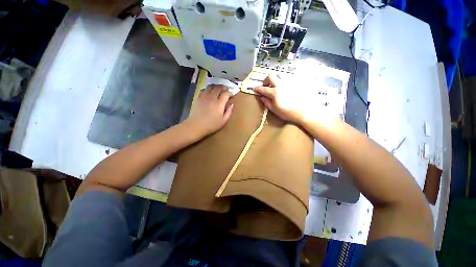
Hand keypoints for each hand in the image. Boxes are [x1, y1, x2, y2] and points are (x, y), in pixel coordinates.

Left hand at [185, 85, 233, 136]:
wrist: (196, 125)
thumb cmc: (211, 125)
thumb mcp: (223, 121)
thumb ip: (229, 112)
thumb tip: (232, 104)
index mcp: (219, 103)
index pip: (226, 94)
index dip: (230, 93)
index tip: (232, 95)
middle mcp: (212, 97)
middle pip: (218, 88)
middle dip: (223, 88)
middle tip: (226, 89)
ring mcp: (204, 97)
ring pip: (211, 87)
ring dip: (216, 86)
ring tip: (219, 89)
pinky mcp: (198, 98)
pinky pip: (204, 89)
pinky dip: (208, 89)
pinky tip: (209, 92)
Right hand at [253, 75, 320, 124]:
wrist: (305, 111)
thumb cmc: (288, 112)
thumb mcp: (275, 109)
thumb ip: (266, 102)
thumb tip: (261, 97)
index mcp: (274, 92)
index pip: (263, 88)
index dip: (257, 88)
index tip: (254, 89)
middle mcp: (281, 84)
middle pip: (270, 76)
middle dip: (266, 80)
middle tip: (265, 86)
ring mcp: (289, 82)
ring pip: (279, 75)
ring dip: (275, 79)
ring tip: (275, 86)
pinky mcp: (296, 83)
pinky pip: (288, 78)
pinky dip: (283, 81)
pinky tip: (284, 87)